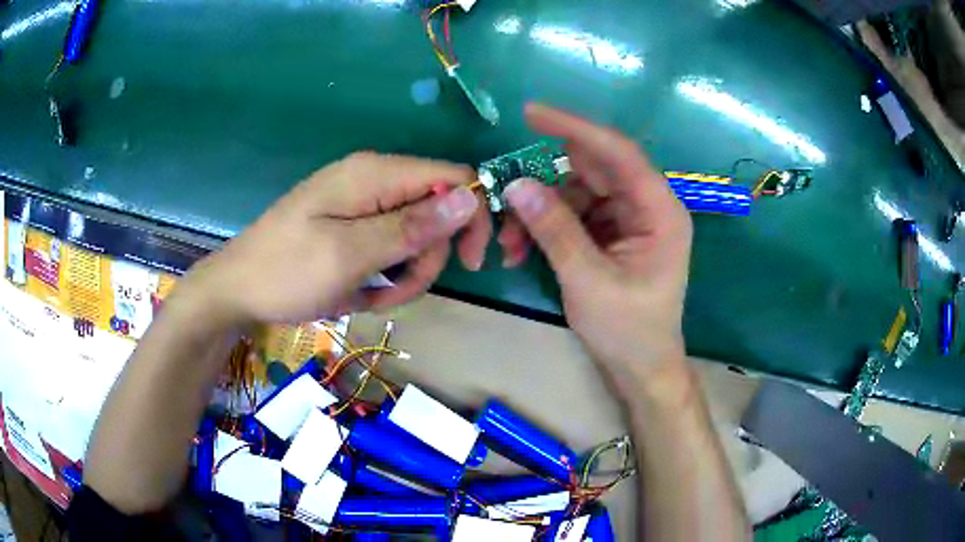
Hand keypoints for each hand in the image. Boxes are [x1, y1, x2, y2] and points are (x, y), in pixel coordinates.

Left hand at [179, 152, 490, 325]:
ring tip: (371, 296)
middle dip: (426, 257)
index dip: (472, 216)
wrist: (237, 289)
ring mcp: (361, 202)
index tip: (473, 263)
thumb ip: (411, 226)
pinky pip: (389, 245)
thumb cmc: (287, 272)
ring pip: (415, 234)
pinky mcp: (352, 224)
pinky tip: (361, 290)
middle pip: (436, 211)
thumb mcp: (350, 254)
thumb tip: (470, 197)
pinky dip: (385, 273)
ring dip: (405, 272)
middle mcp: (373, 179)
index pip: (453, 178)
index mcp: (375, 174)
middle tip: (396, 292)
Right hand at [499, 104, 691, 372]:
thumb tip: (517, 184)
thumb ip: (554, 229)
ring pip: (575, 192)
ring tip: (509, 245)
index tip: (532, 113)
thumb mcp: (588, 280)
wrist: (640, 368)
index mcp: (659, 211)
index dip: (575, 128)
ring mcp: (627, 218)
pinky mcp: (611, 233)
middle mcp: (646, 205)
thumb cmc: (628, 331)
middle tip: (505, 199)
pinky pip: (573, 214)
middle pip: (591, 171)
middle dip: (545, 185)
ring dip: (539, 212)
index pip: (618, 152)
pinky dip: (546, 226)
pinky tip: (521, 249)